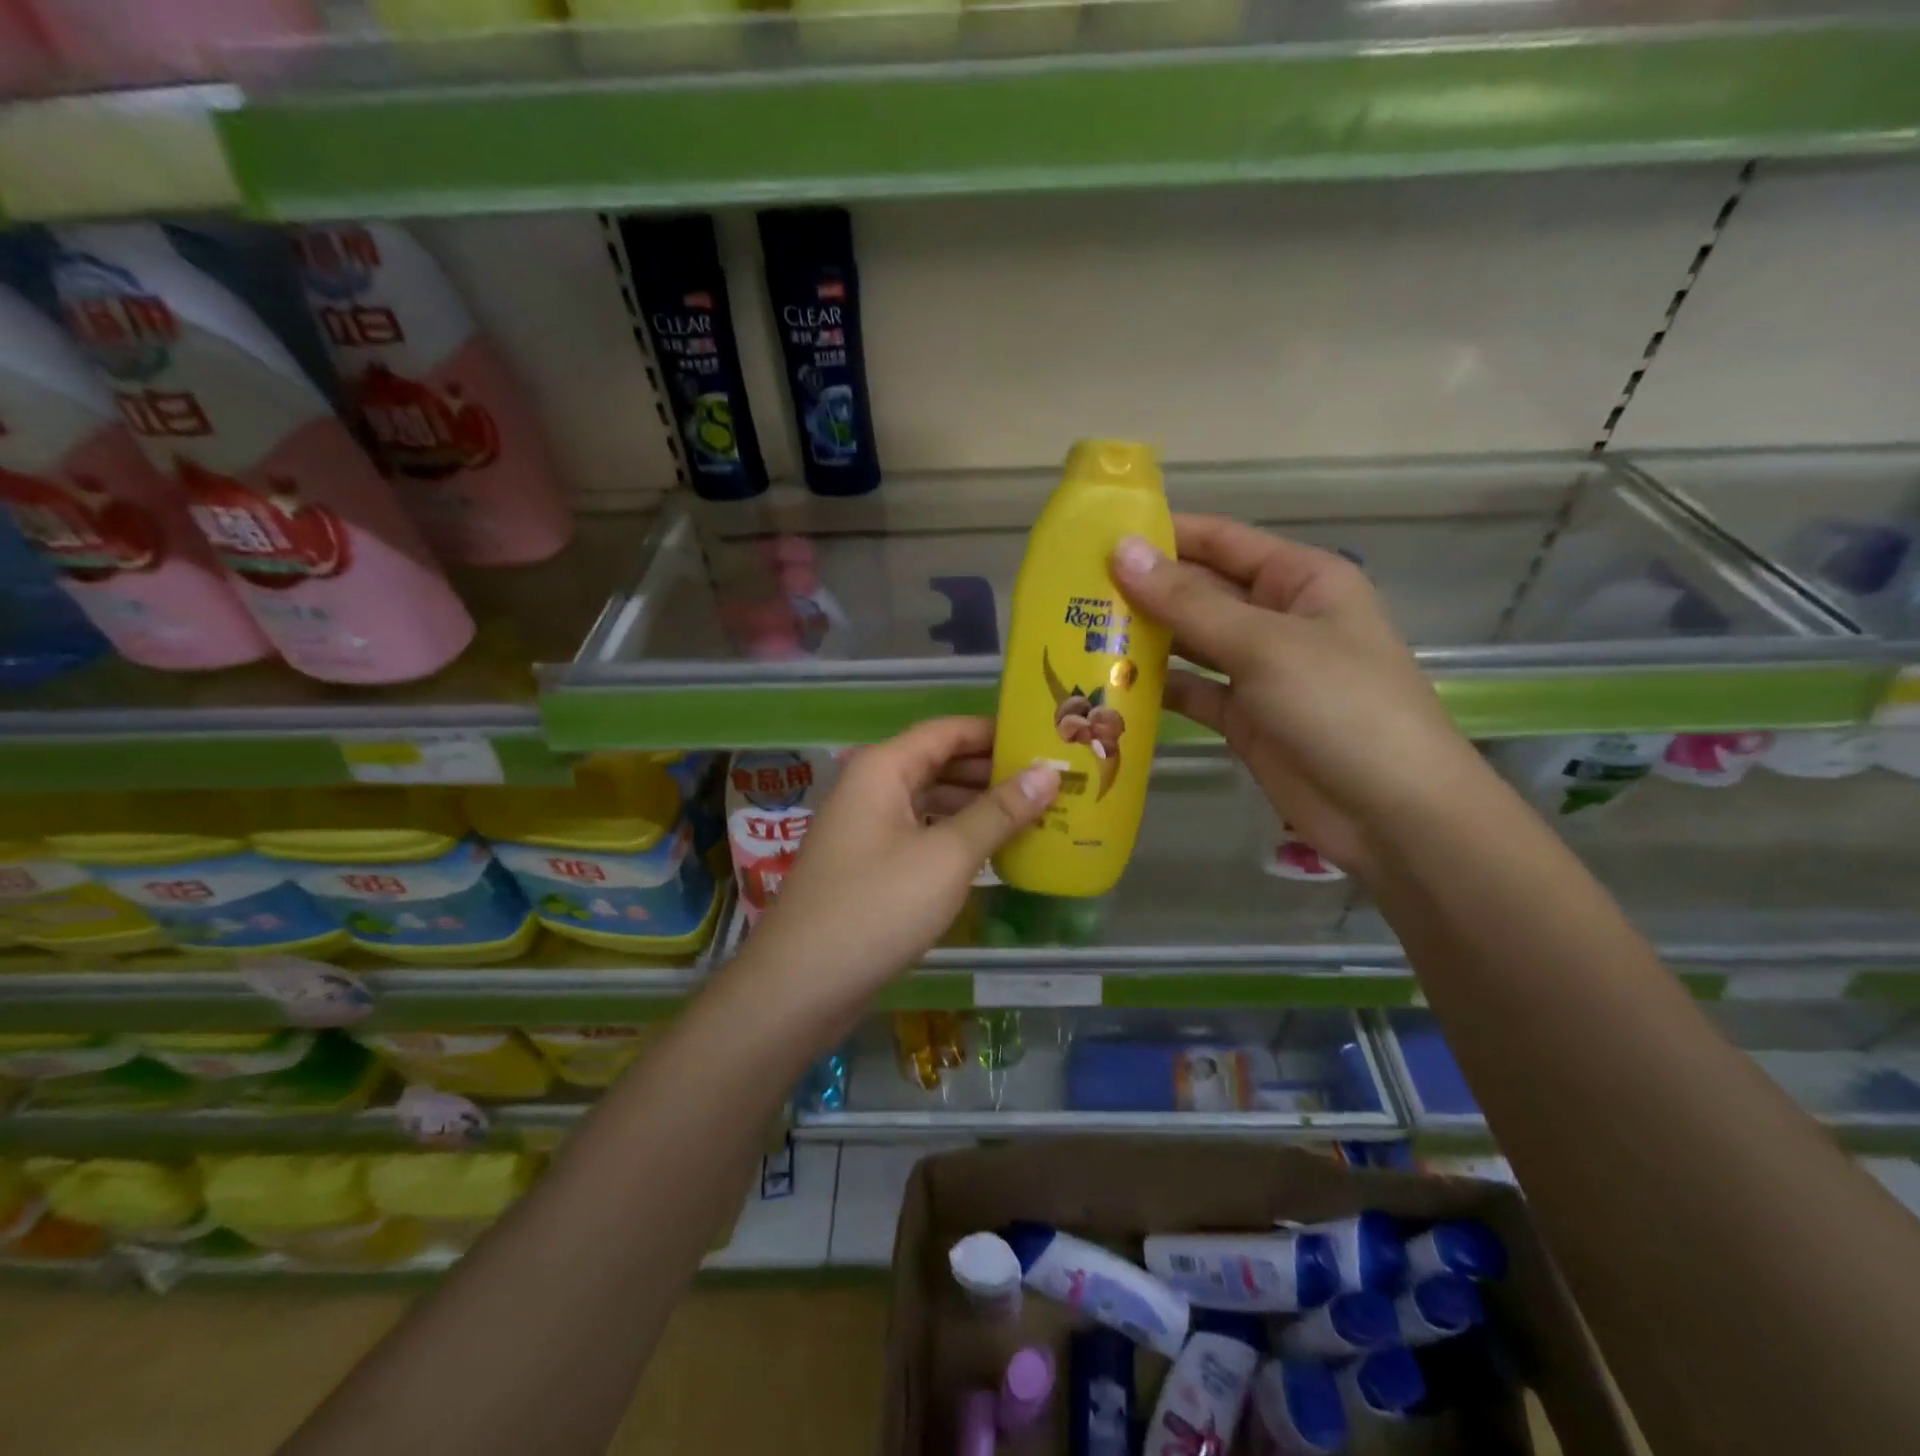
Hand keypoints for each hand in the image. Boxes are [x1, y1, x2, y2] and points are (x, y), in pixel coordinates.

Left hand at [741, 718, 1058, 1009]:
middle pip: (939, 762)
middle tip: (1050, 781)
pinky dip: (955, 835)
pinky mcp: (869, 865)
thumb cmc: (877, 907)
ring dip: (977, 805)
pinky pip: (920, 833)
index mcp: (883, 768)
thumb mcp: (947, 856)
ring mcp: (867, 828)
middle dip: (991, 770)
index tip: (1044, 741)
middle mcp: (872, 788)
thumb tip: (1048, 771)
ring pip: (930, 800)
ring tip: (1034, 813)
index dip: (995, 732)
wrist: (801, 985)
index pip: (947, 730)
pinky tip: (992, 850)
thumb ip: (999, 812)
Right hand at [1110, 515, 1485, 878]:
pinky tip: (1109, 687)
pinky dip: (1157, 690)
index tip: (1098, 534)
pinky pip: (1193, 692)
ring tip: (1078, 634)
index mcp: (1299, 579)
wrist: (1392, 813)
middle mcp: (1278, 617)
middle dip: (1143, 591)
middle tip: (1072, 592)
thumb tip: (1123, 552)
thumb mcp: (1264, 644)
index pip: (1222, 541)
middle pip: (1200, 592)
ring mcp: (1260, 671)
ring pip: (1191, 644)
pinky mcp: (1245, 718)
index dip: (1164, 534)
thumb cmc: (1341, 706)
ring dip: (1144, 641)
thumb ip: (1189, 602)